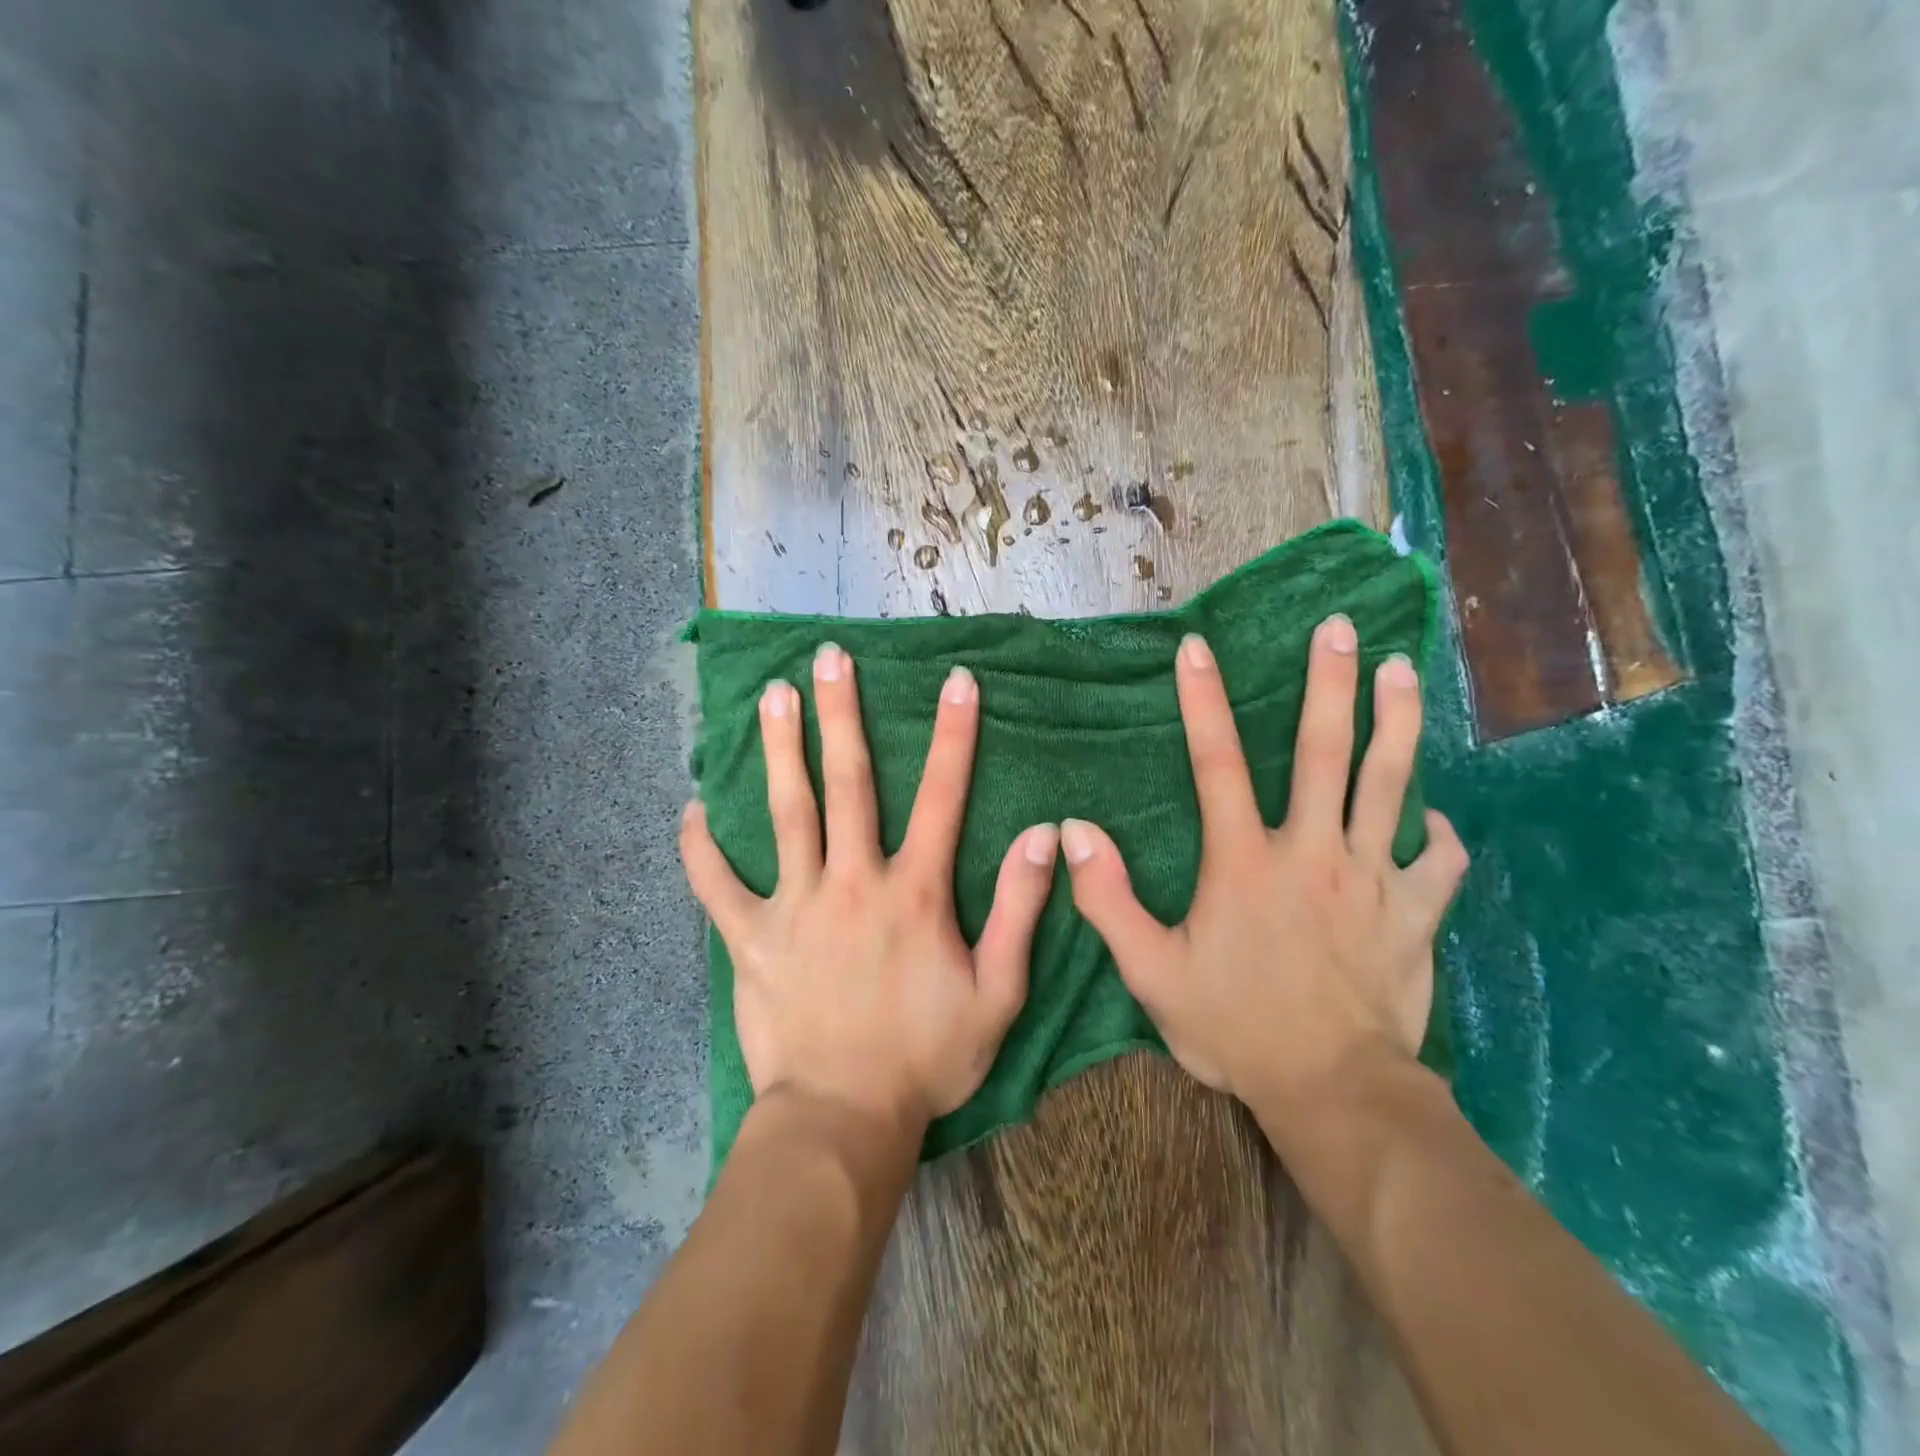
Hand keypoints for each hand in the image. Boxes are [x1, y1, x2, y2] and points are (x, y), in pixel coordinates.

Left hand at [681, 643, 1058, 1135]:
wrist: (845, 1119)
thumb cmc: (928, 1057)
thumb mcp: (998, 993)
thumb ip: (1020, 911)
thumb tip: (1042, 837)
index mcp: (914, 893)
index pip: (942, 797)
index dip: (953, 735)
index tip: (956, 680)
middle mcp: (853, 882)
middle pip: (847, 783)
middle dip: (842, 715)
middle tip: (830, 658)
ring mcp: (795, 907)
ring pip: (786, 814)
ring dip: (780, 751)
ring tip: (771, 696)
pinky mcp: (750, 939)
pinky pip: (718, 886)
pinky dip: (701, 849)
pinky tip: (690, 809)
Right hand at [1058, 614, 1466, 1128]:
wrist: (1333, 1091)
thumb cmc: (1235, 1027)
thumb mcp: (1150, 971)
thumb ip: (1108, 900)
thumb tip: (1072, 833)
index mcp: (1244, 861)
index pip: (1217, 763)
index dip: (1203, 701)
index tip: (1197, 648)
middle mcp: (1312, 852)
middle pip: (1324, 752)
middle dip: (1330, 684)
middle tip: (1342, 628)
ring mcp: (1373, 879)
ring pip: (1391, 785)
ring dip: (1397, 723)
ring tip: (1404, 671)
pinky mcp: (1416, 913)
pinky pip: (1440, 862)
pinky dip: (1441, 835)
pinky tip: (1438, 818)